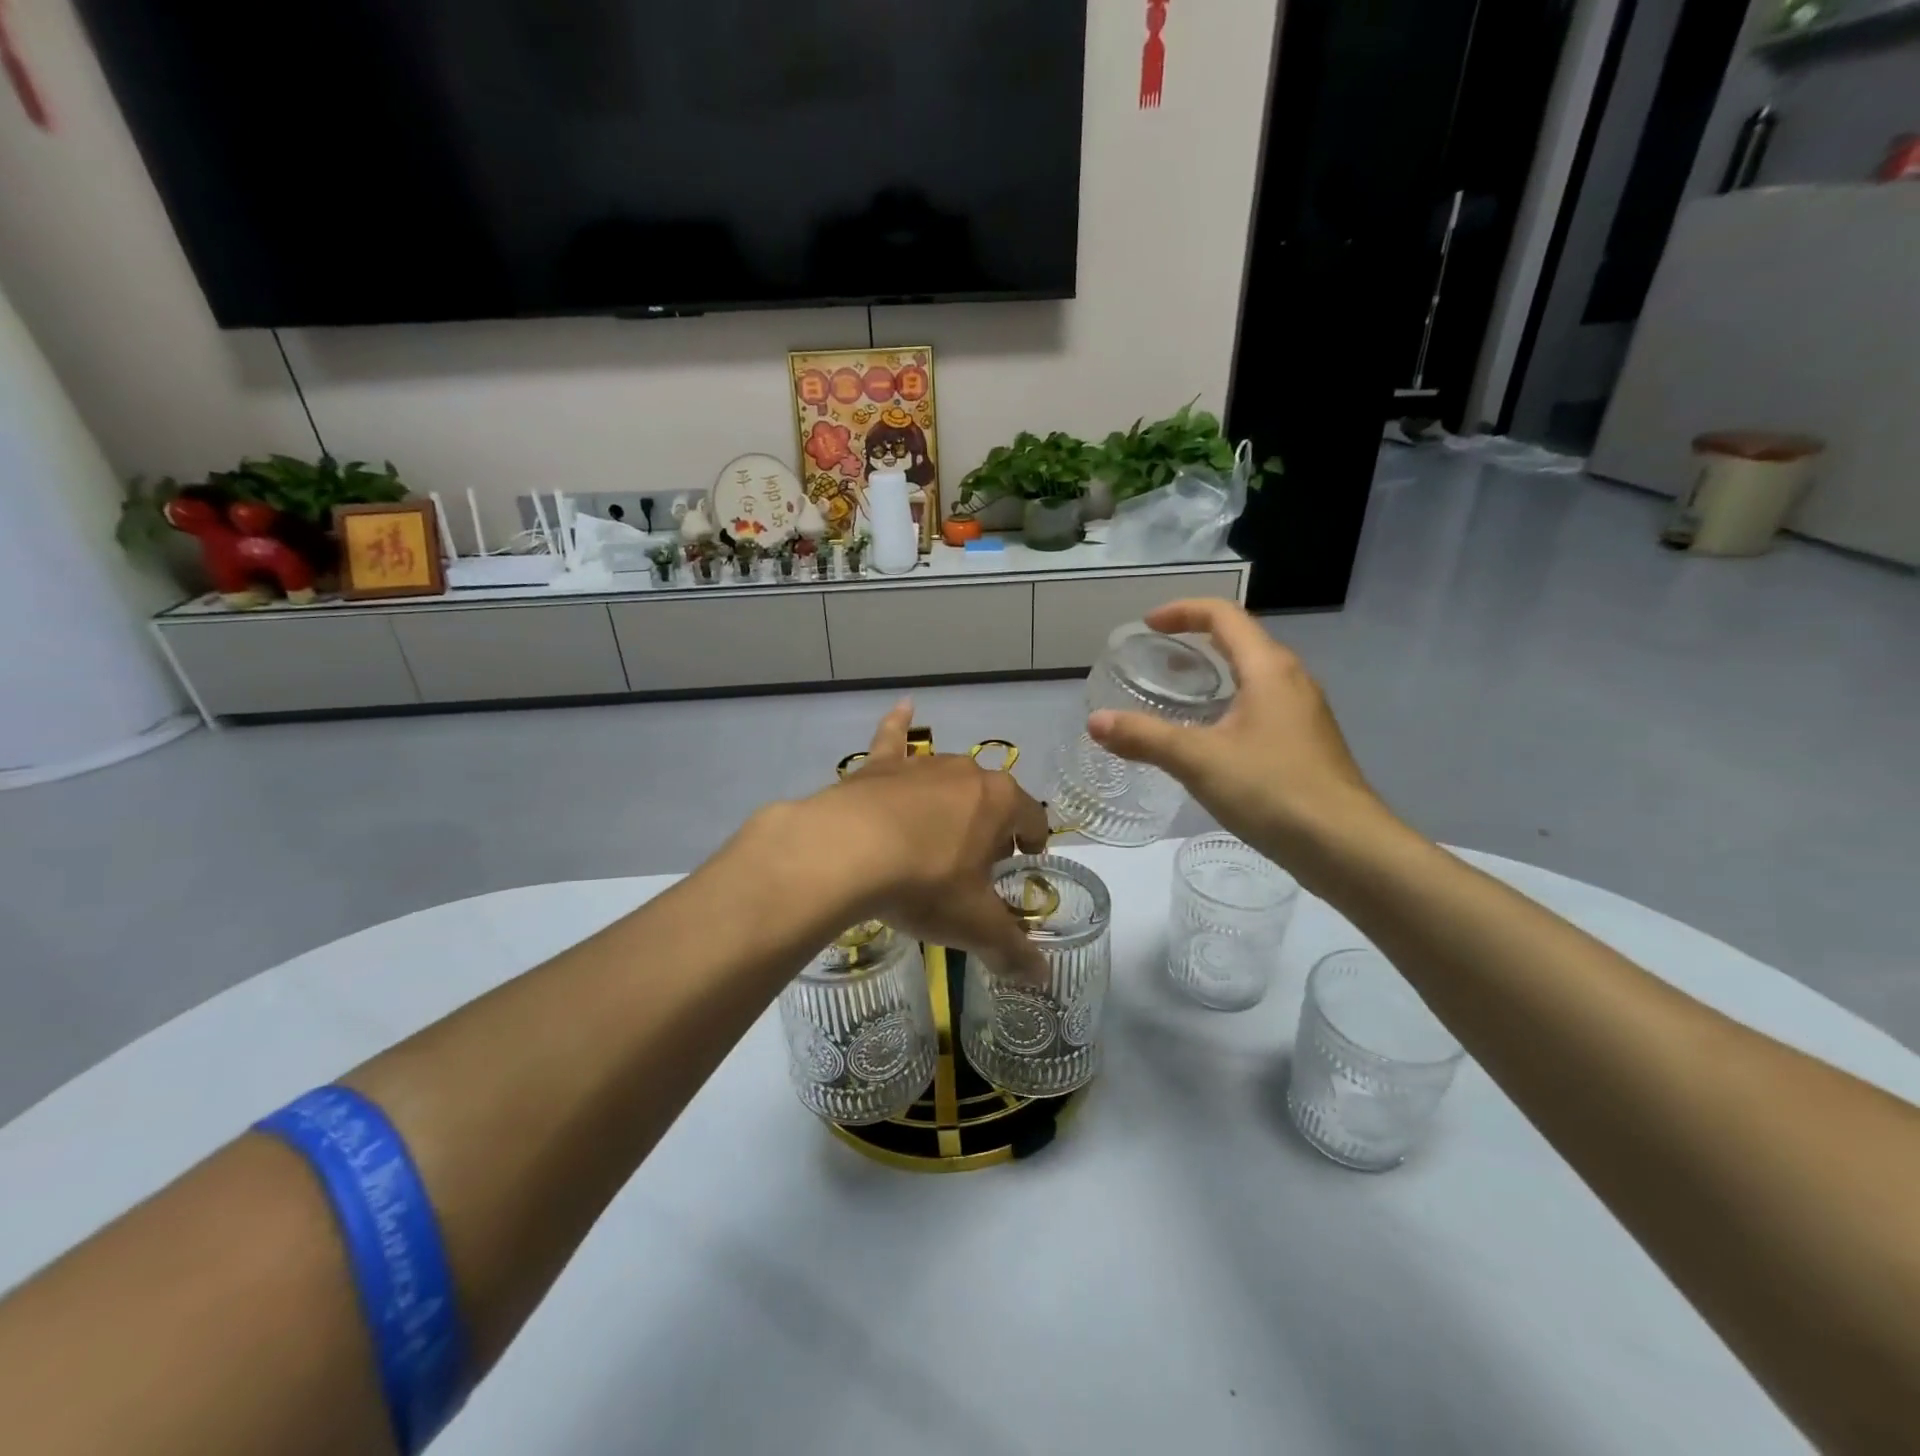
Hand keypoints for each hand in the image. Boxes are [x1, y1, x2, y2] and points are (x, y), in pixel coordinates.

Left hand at [793, 701, 1052, 976]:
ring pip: (948, 777)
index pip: (1032, 817)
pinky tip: (904, 705)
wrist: (846, 853)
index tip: (1027, 860)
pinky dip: (898, 723)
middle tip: (978, 863)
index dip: (1033, 840)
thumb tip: (1043, 980)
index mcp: (999, 802)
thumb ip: (1012, 949)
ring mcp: (920, 766)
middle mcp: (966, 773)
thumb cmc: (924, 883)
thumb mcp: (973, 924)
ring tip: (943, 831)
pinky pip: (893, 738)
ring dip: (953, 800)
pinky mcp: (878, 768)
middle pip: (991, 798)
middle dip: (991, 826)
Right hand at [1087, 600, 1392, 871]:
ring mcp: (1304, 713)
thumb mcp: (1198, 761)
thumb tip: (1095, 721)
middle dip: (1197, 640)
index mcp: (1268, 669)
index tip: (1148, 625)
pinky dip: (1229, 703)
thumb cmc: (1273, 790)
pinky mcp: (1306, 743)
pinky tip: (1209, 738)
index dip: (1183, 611)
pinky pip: (1261, 705)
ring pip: (1253, 675)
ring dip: (1214, 673)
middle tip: (1157, 658)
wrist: (1346, 847)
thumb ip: (1144, 738)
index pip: (1224, 616)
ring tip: (1177, 694)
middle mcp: (1291, 680)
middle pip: (1241, 640)